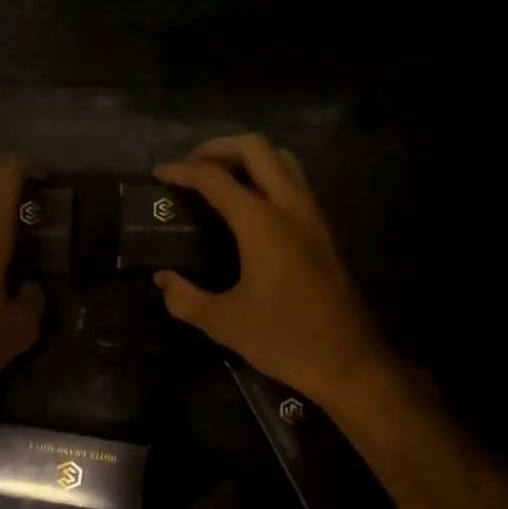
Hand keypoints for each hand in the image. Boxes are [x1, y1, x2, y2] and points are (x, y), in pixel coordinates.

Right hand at [153, 135, 393, 408]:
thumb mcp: (224, 323)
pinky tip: (251, 204)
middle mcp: (289, 206)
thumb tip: (163, 279)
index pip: (214, 178)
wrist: (349, 361)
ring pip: (282, 157)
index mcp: (261, 224)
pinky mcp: (324, 228)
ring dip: (248, 156)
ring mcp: (312, 214)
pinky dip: (269, 174)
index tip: (158, 175)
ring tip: (221, 178)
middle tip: (191, 168)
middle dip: (217, 148)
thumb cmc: (284, 340)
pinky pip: (295, 179)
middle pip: (254, 147)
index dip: (181, 170)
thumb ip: (185, 297)